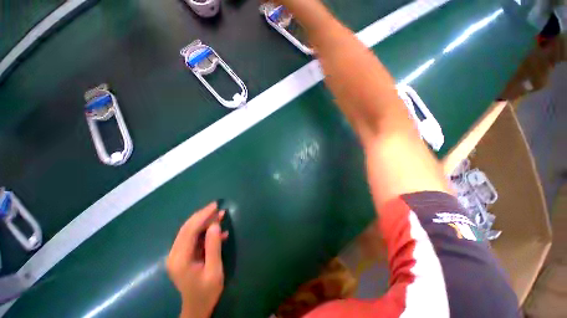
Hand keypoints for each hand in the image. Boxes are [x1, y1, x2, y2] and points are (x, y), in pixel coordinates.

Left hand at [167, 202, 227, 317]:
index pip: (190, 230)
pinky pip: (193, 237)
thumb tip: (215, 225)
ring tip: (220, 216)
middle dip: (203, 215)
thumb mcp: (214, 270)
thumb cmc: (207, 291)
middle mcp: (175, 254)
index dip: (203, 216)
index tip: (215, 205)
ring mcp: (177, 254)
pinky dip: (205, 231)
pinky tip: (218, 231)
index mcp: (180, 259)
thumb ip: (213, 247)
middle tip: (218, 207)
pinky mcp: (182, 254)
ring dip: (205, 222)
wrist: (197, 307)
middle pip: (187, 228)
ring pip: (190, 231)